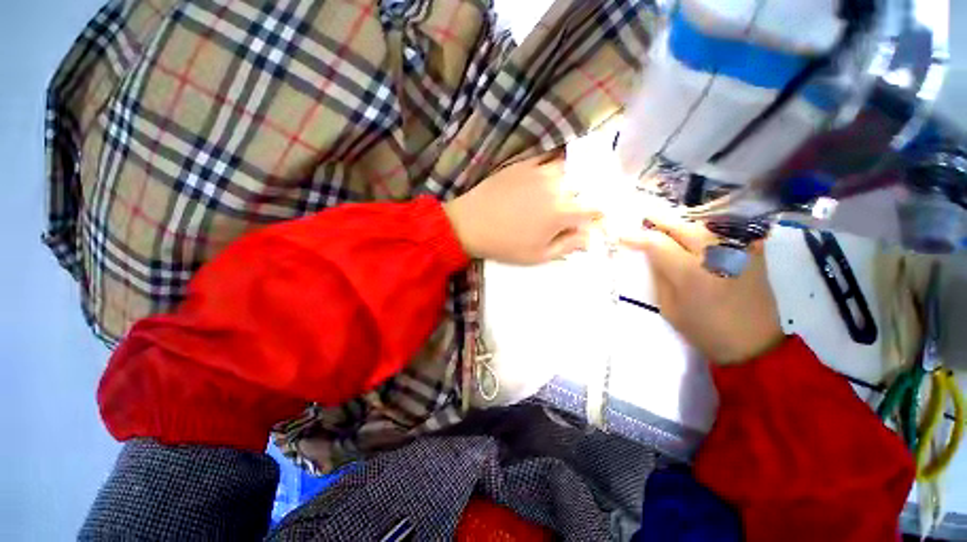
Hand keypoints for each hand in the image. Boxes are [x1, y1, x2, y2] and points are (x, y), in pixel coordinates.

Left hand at [444, 152, 600, 264]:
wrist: (470, 224)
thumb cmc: (505, 244)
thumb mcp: (538, 255)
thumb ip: (567, 245)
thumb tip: (589, 238)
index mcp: (561, 213)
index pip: (593, 207)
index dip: (597, 213)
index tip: (593, 218)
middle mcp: (556, 187)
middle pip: (584, 185)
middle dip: (586, 195)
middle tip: (577, 205)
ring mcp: (539, 171)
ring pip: (568, 169)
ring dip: (572, 178)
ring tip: (565, 188)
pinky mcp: (523, 163)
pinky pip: (547, 158)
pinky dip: (554, 164)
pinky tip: (549, 173)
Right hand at [621, 214, 784, 364]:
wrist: (753, 343)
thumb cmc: (704, 330)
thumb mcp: (669, 308)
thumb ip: (660, 276)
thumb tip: (652, 253)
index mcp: (690, 274)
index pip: (657, 243)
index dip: (637, 237)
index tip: (623, 236)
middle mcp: (715, 255)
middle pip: (681, 225)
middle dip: (659, 220)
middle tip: (644, 219)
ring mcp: (738, 250)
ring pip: (704, 222)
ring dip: (682, 221)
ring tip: (668, 224)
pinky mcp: (753, 251)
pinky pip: (728, 228)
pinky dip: (709, 225)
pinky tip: (698, 229)